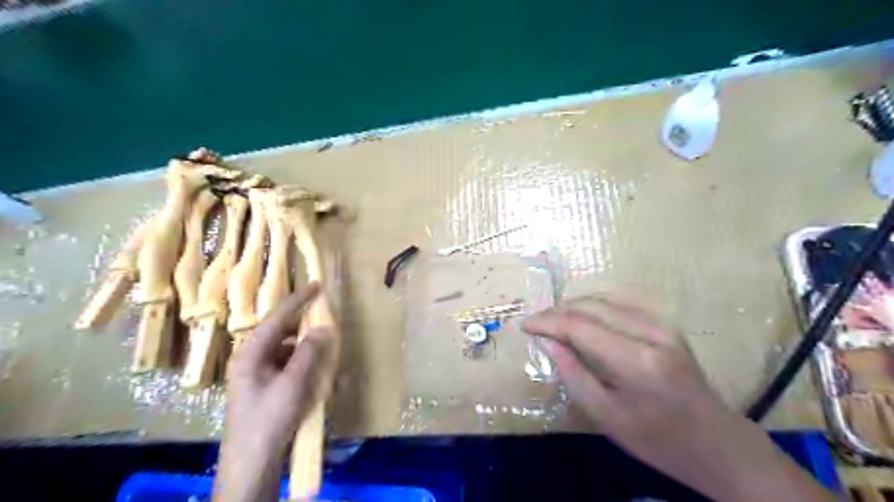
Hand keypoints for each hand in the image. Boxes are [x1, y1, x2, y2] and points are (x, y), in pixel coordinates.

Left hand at [215, 284, 334, 501]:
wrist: (252, 462)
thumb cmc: (269, 419)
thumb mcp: (293, 384)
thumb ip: (309, 352)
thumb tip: (323, 328)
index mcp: (251, 354)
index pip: (276, 318)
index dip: (297, 300)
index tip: (316, 285)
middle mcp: (251, 359)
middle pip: (279, 331)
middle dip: (302, 321)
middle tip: (324, 312)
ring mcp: (257, 374)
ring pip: (284, 348)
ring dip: (304, 343)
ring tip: (324, 341)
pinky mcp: (265, 387)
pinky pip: (286, 364)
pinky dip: (301, 361)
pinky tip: (315, 368)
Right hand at [522, 295, 834, 501]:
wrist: (717, 443)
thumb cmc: (658, 440)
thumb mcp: (606, 416)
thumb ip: (573, 373)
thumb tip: (546, 341)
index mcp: (637, 362)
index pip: (580, 327)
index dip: (547, 322)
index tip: (524, 325)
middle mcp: (652, 333)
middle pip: (591, 306)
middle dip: (557, 311)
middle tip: (535, 323)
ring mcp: (663, 324)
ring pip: (605, 300)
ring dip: (573, 307)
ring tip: (551, 321)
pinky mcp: (666, 324)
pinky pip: (619, 306)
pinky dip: (593, 309)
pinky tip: (579, 320)